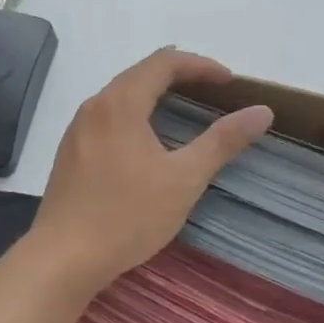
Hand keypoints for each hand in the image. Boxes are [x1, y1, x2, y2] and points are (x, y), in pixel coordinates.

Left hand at [27, 49, 272, 294]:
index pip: (164, 62)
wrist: (61, 260)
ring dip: (156, 92)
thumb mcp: (184, 179)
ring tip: (184, 106)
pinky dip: (136, 111)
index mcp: (121, 102)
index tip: (229, 81)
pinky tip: (147, 138)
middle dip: (180, 74)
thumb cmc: (127, 216)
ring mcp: (78, 128)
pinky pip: (108, 114)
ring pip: (122, 93)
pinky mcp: (70, 151)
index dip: (200, 65)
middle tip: (212, 89)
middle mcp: (95, 105)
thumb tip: (262, 111)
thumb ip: (223, 141)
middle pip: (141, 72)